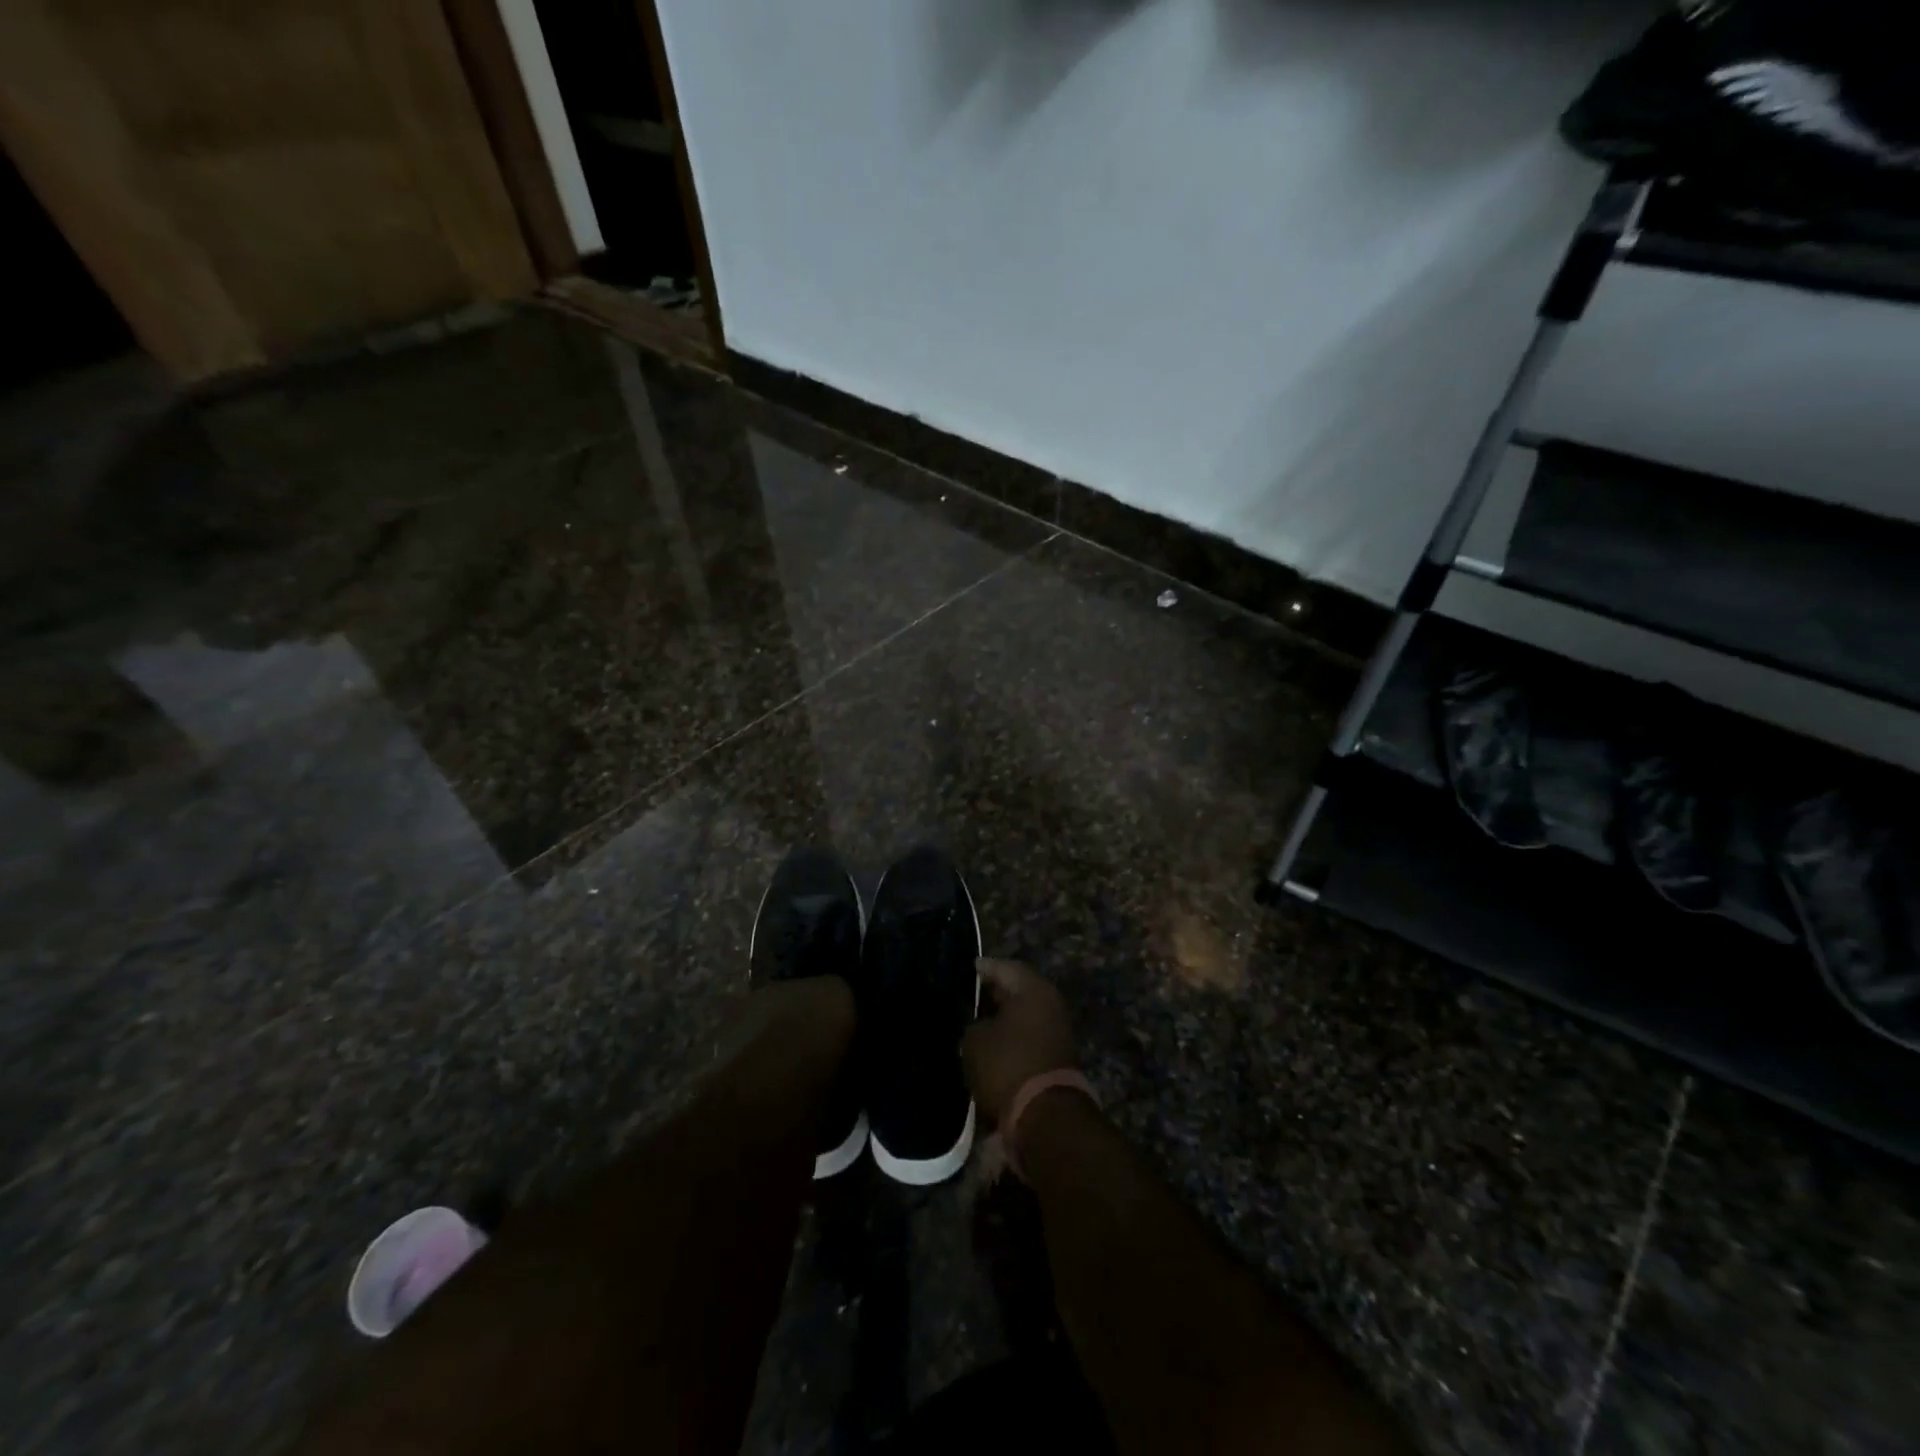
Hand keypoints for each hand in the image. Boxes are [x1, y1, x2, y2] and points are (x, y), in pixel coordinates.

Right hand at [963, 959, 1077, 1127]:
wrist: (1045, 1117)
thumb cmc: (1008, 1066)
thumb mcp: (975, 1041)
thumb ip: (973, 1024)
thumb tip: (978, 1024)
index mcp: (1033, 989)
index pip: (1004, 967)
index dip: (984, 968)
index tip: (969, 969)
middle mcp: (1050, 1004)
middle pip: (1018, 991)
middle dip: (994, 993)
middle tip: (970, 995)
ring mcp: (1058, 1031)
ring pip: (1024, 1016)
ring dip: (1003, 1018)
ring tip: (976, 1022)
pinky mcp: (1057, 1057)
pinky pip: (1028, 1038)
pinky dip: (1012, 1038)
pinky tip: (991, 1045)